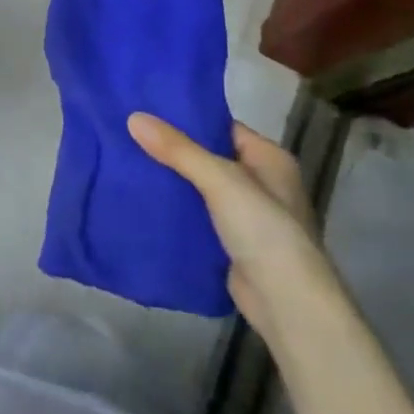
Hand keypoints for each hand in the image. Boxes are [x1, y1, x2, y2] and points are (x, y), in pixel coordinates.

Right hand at [128, 113, 331, 339]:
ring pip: (200, 188)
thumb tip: (134, 117)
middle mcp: (261, 182)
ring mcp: (247, 216)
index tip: (147, 110)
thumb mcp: (220, 180)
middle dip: (173, 150)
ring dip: (171, 180)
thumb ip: (178, 150)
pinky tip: (143, 201)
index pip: (222, 127)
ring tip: (127, 161)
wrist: (286, 304)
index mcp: (269, 158)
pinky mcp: (231, 244)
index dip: (187, 119)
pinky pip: (197, 216)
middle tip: (129, 134)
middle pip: (209, 157)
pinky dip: (176, 209)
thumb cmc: (263, 229)